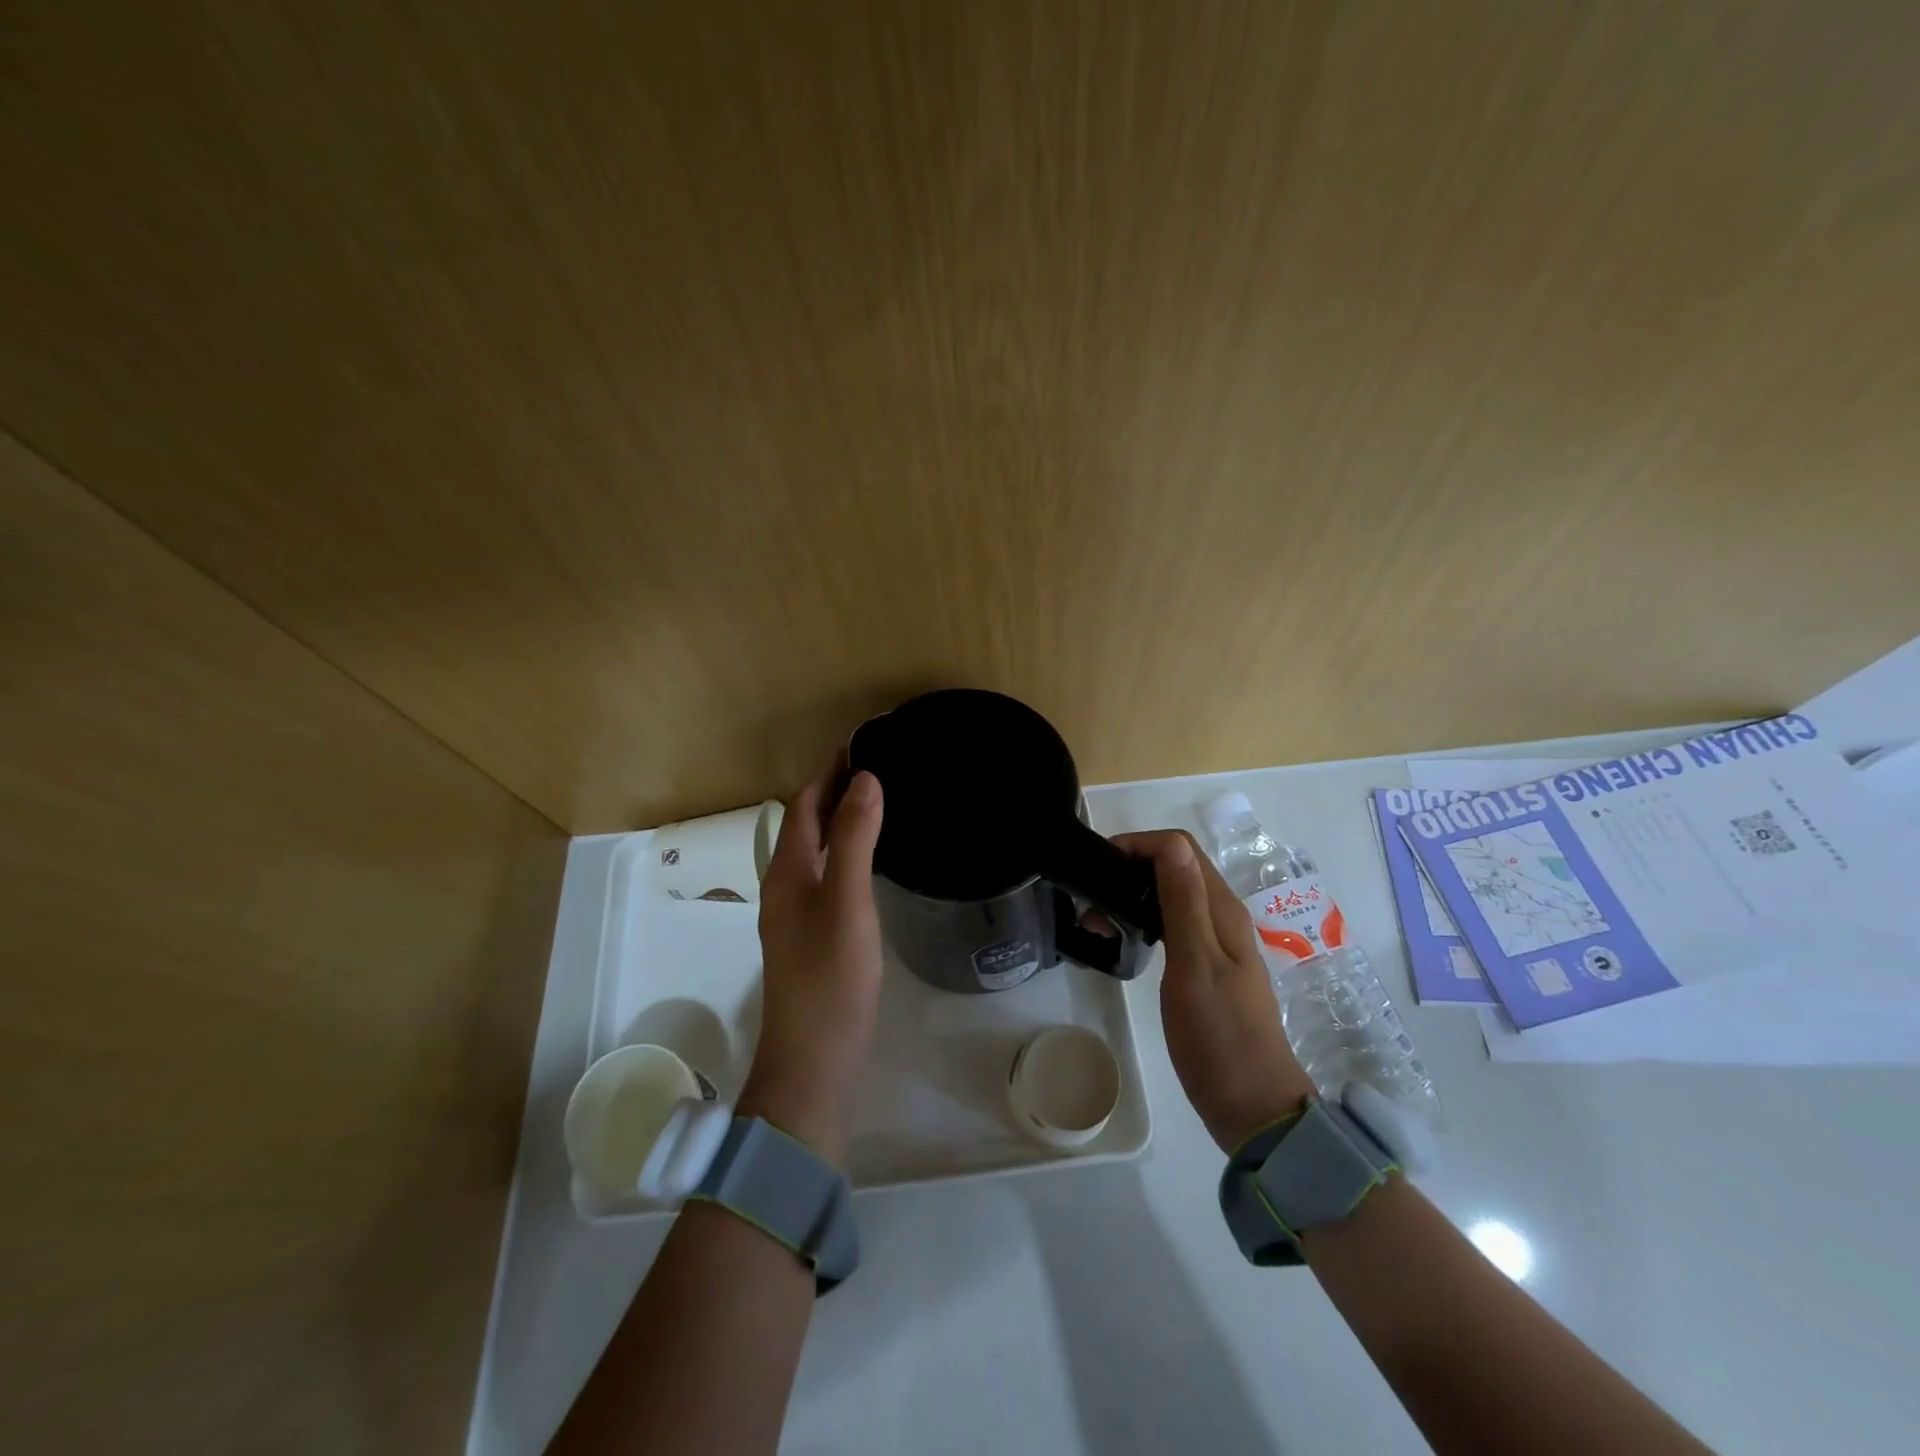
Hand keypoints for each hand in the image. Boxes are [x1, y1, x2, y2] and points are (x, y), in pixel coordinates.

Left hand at [739, 756, 884, 1167]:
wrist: (815, 1059)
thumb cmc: (830, 977)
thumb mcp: (846, 901)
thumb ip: (852, 840)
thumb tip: (864, 779)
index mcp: (786, 871)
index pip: (805, 803)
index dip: (829, 770)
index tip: (862, 741)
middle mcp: (785, 885)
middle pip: (807, 823)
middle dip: (835, 789)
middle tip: (879, 764)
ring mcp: (797, 912)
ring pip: (816, 849)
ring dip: (840, 819)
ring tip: (879, 799)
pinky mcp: (813, 934)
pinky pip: (826, 873)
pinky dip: (846, 850)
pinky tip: (871, 858)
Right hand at [1113, 831, 1317, 1153]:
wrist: (1254, 1107)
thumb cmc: (1219, 1037)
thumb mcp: (1195, 967)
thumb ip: (1183, 904)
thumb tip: (1170, 844)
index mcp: (1222, 911)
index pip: (1179, 849)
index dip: (1138, 845)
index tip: (1098, 867)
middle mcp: (1222, 917)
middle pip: (1175, 867)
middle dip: (1130, 868)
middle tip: (1090, 901)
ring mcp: (1216, 943)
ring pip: (1172, 895)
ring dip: (1134, 895)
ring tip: (1097, 923)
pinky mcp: (1207, 966)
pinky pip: (1173, 923)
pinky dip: (1144, 919)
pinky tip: (1125, 940)